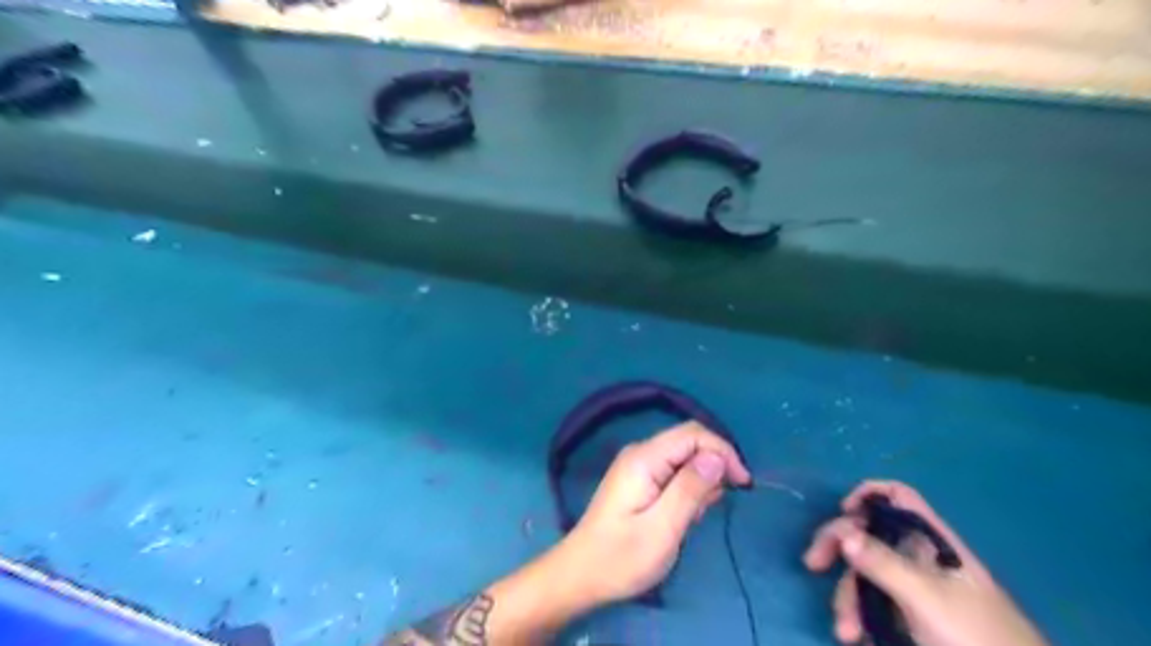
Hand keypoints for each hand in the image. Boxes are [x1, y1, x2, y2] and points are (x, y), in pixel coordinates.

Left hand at [560, 422, 757, 607]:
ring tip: (695, 518)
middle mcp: (641, 453)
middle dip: (713, 467)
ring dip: (701, 482)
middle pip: (689, 442)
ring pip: (683, 459)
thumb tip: (717, 456)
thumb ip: (690, 489)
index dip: (723, 451)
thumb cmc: (621, 558)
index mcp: (644, 458)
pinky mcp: (639, 480)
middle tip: (719, 505)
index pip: (693, 433)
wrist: (581, 575)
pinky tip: (684, 517)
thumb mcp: (663, 528)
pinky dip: (688, 490)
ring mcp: (638, 466)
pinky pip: (673, 473)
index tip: (743, 484)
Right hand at [802, 477, 1050, 645]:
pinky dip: (858, 615)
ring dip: (848, 597)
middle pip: (869, 534)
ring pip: (865, 574)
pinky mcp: (909, 616)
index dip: (868, 495)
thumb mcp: (926, 599)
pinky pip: (872, 602)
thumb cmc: (975, 639)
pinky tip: (856, 636)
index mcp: (931, 540)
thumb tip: (843, 532)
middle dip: (839, 549)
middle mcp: (919, 557)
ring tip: (846, 632)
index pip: (898, 497)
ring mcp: (913, 588)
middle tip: (813, 564)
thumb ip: (884, 564)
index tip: (844, 513)